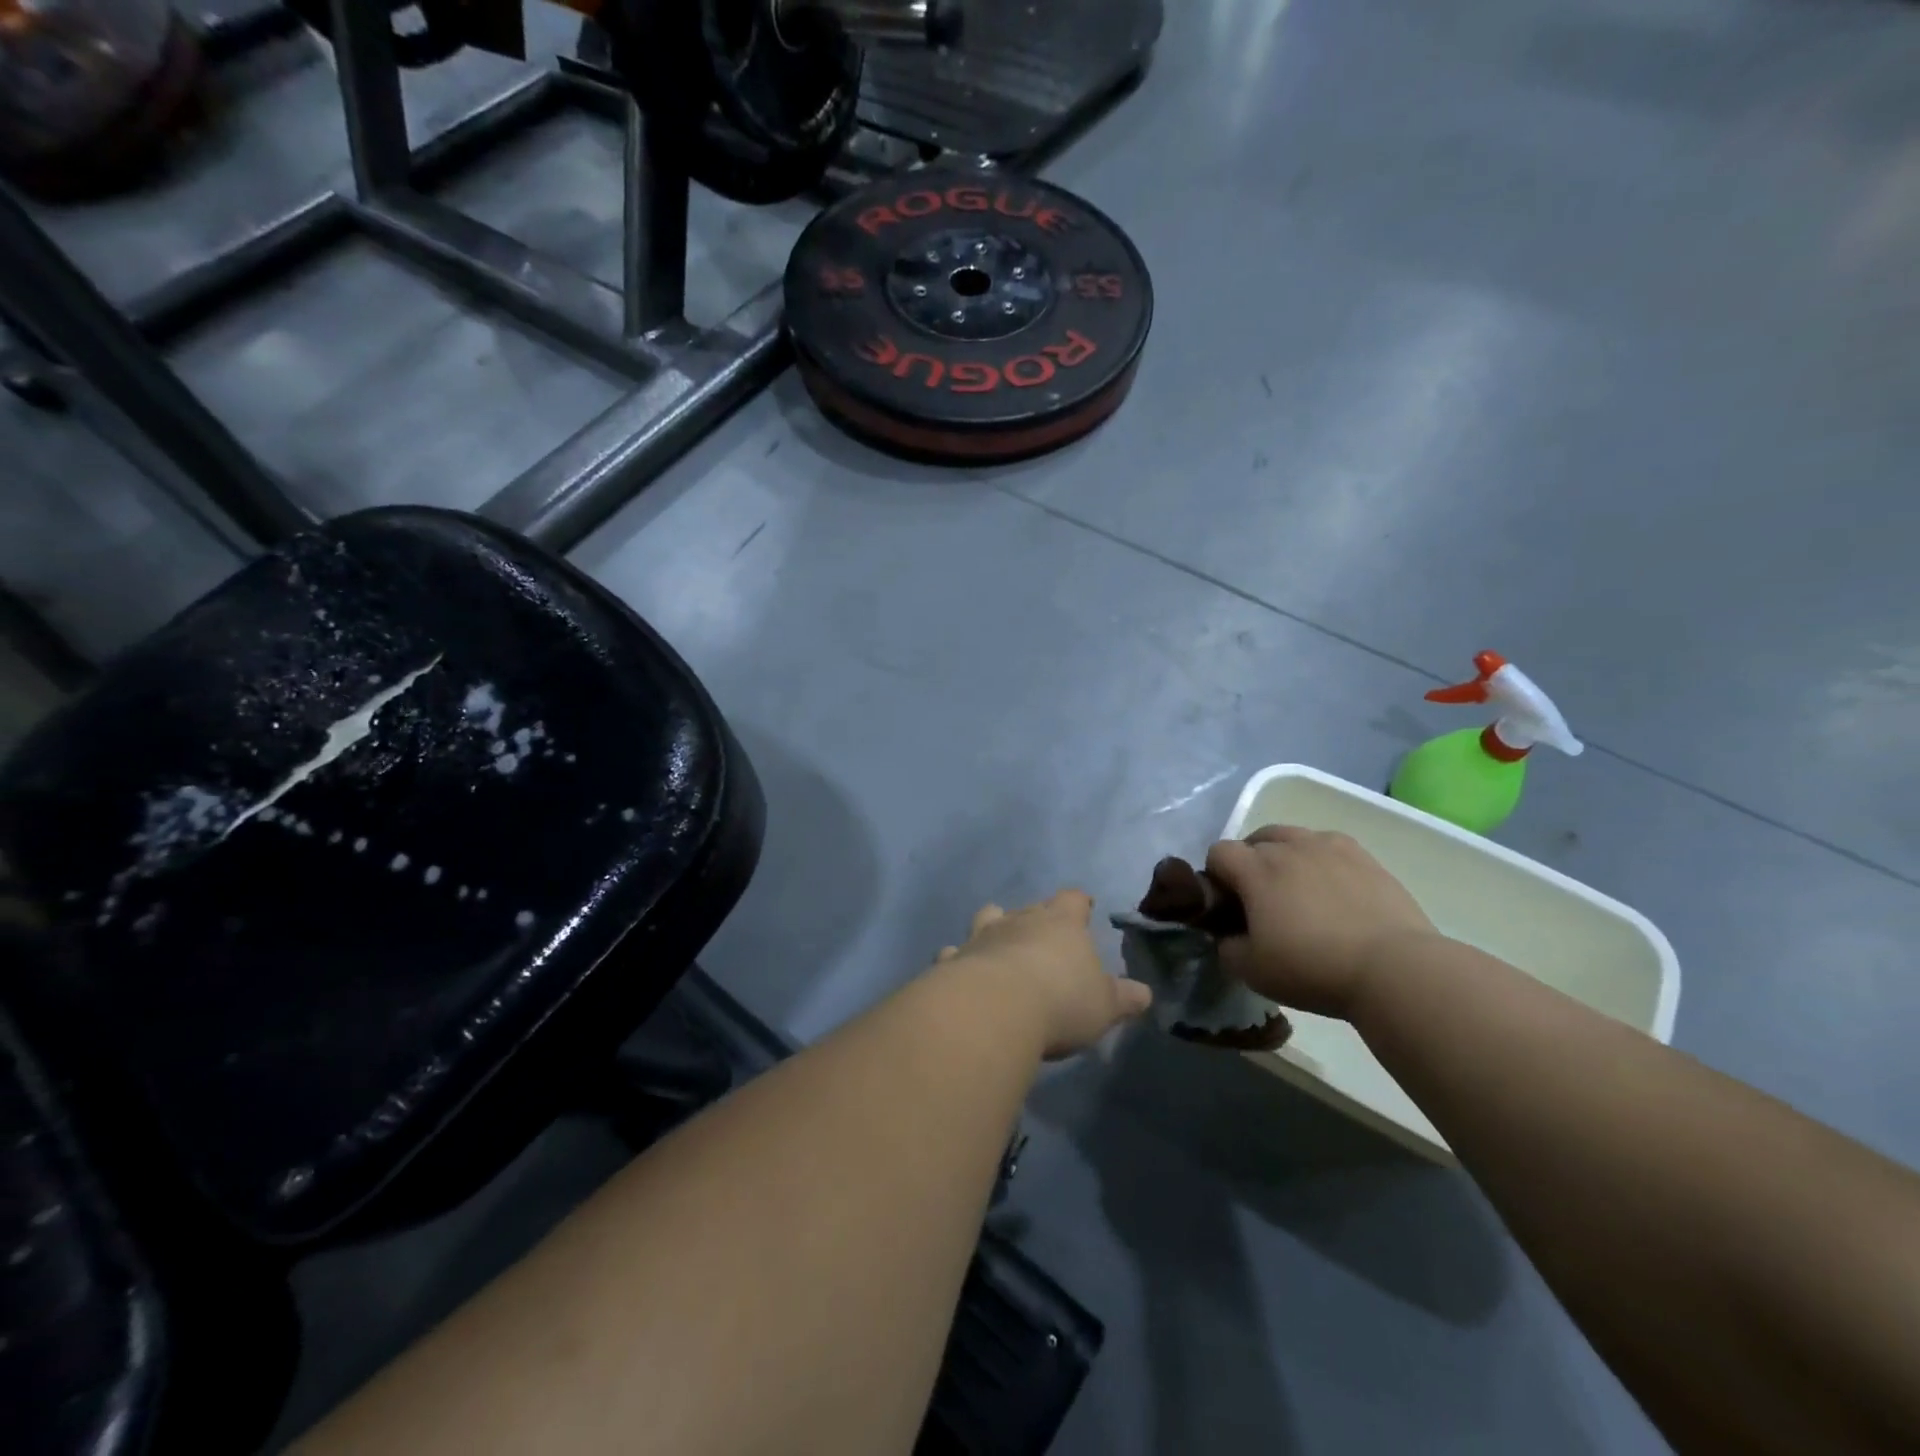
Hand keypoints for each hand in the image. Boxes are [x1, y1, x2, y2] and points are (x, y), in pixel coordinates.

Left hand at [937, 891, 1151, 1058]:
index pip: (1073, 900)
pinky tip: (958, 969)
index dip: (1079, 903)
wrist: (995, 1009)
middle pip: (1030, 907)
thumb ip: (1124, 998)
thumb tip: (1145, 993)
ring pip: (988, 918)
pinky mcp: (954, 960)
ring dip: (993, 927)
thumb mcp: (1104, 1005)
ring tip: (998, 942)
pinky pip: (955, 952)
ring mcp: (983, 936)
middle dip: (1036, 916)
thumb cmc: (1061, 1002)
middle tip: (1043, 933)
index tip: (1084, 906)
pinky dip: (958, 959)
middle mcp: (1020, 920)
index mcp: (1061, 923)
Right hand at [1204, 827, 1438, 1018]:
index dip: (1215, 877)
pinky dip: (1320, 859)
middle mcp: (1289, 846)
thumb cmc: (1313, 968)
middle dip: (1249, 862)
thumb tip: (1227, 935)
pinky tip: (1332, 888)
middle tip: (1261, 899)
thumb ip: (1227, 947)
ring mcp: (1329, 846)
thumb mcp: (1252, 971)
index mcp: (1256, 868)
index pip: (1219, 852)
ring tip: (1297, 889)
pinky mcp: (1365, 856)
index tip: (1228, 906)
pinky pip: (1329, 845)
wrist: (1393, 969)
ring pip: (1293, 836)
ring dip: (1285, 855)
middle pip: (1255, 839)